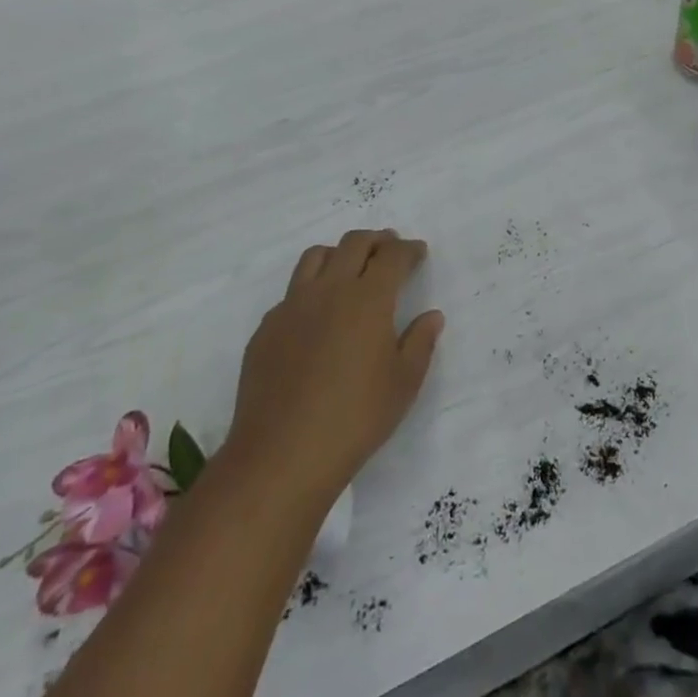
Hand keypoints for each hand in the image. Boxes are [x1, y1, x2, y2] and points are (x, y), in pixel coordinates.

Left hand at [221, 230, 443, 508]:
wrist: (281, 456)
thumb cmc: (355, 419)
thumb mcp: (404, 384)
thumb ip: (420, 343)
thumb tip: (431, 315)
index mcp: (368, 299)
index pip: (392, 256)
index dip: (408, 249)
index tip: (418, 252)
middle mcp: (329, 290)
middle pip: (354, 244)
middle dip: (377, 240)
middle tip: (389, 248)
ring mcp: (292, 306)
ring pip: (316, 257)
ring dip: (340, 253)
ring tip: (351, 268)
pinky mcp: (266, 328)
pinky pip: (292, 292)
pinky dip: (311, 288)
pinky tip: (317, 315)